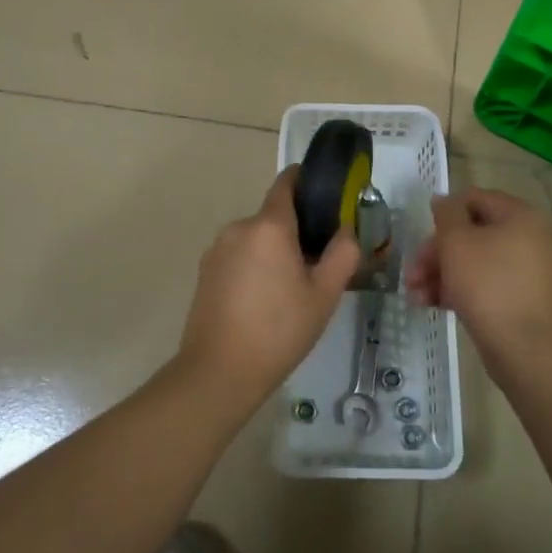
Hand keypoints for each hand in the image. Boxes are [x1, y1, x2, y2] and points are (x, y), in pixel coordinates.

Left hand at [176, 167, 360, 410]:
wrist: (219, 372)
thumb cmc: (279, 329)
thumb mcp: (324, 295)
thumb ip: (342, 255)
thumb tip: (346, 231)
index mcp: (269, 225)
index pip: (287, 182)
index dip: (307, 181)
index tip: (326, 196)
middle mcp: (239, 227)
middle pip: (274, 216)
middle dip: (296, 231)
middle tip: (318, 263)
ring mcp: (217, 250)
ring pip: (256, 239)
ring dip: (274, 252)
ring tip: (292, 290)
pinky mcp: (205, 272)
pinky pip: (238, 257)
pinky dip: (254, 267)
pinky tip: (264, 302)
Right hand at [406, 188, 551, 382]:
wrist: (528, 350)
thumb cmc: (488, 285)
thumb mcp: (457, 243)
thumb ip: (447, 215)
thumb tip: (443, 199)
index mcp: (520, 216)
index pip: (474, 199)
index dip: (444, 213)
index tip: (420, 235)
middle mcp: (530, 238)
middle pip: (472, 234)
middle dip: (436, 253)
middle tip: (411, 274)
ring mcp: (529, 271)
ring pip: (476, 262)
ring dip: (442, 274)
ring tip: (415, 296)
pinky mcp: (523, 300)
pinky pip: (487, 285)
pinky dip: (461, 291)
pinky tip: (434, 306)